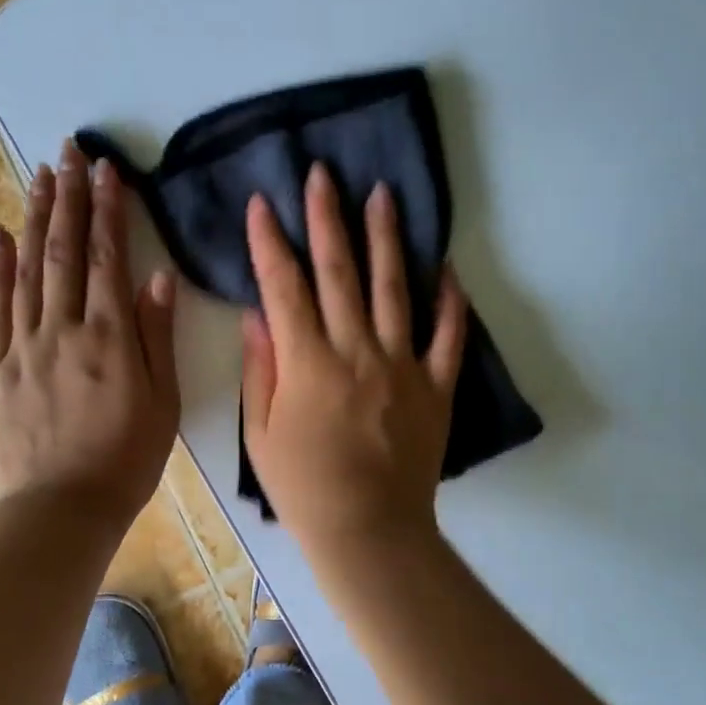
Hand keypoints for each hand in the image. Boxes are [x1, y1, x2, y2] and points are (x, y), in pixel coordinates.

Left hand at [0, 142, 179, 530]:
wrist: (62, 509)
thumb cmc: (127, 460)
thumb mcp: (164, 403)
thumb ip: (157, 337)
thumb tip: (158, 278)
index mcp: (109, 339)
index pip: (107, 258)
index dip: (108, 210)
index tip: (108, 170)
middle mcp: (63, 331)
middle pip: (64, 251)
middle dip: (69, 196)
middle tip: (70, 150)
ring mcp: (23, 347)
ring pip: (28, 270)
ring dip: (35, 218)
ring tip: (40, 175)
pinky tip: (1, 235)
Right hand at [242, 163, 466, 558]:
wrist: (368, 530)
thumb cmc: (304, 487)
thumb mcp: (260, 434)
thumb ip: (259, 370)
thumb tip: (256, 315)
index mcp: (307, 363)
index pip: (284, 287)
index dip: (270, 242)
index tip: (263, 203)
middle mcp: (356, 351)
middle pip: (339, 272)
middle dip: (328, 218)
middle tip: (324, 174)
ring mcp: (402, 365)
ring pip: (394, 289)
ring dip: (387, 238)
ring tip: (384, 194)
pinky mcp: (436, 386)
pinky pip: (447, 335)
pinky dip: (449, 300)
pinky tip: (446, 267)